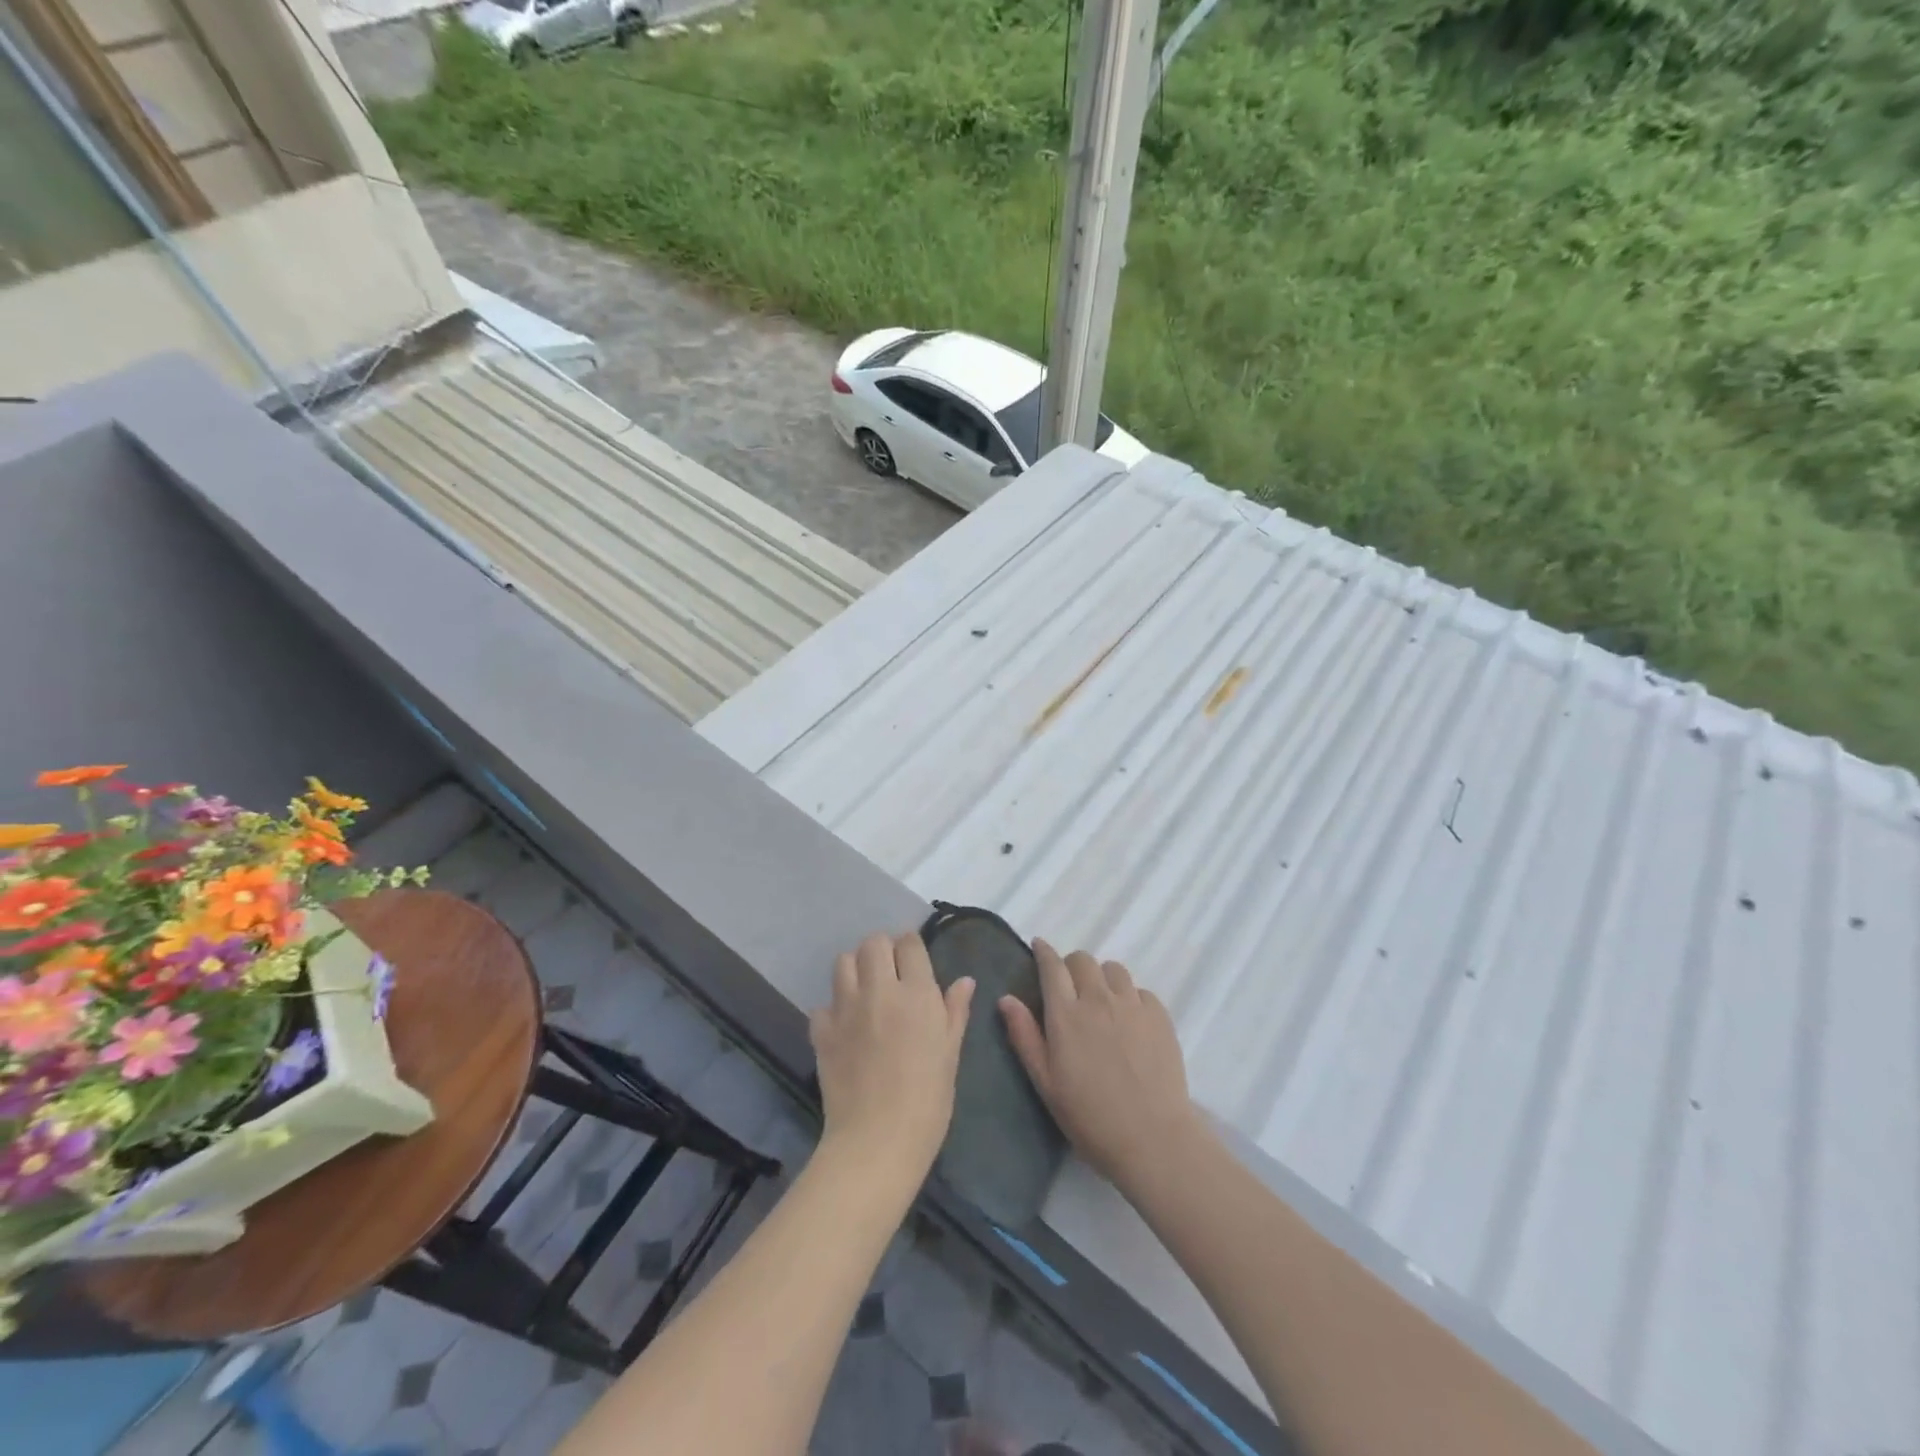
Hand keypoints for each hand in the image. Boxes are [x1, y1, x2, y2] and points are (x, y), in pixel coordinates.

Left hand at [811, 932, 973, 1186]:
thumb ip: (955, 1011)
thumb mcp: (951, 1053)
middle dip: (882, 949)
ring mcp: (846, 1008)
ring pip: (843, 962)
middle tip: (890, 972)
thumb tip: (965, 981)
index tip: (914, 961)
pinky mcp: (822, 1031)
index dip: (911, 947)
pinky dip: (832, 1010)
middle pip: (873, 943)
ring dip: (855, 968)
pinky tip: (843, 1027)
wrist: (877, 1141)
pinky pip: (822, 1005)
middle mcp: (879, 990)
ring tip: (865, 990)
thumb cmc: (927, 1100)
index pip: (909, 943)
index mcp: (917, 993)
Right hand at [1000, 940, 1200, 1195]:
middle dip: (1071, 966)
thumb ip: (1024, 1036)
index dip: (1044, 952)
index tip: (1039, 946)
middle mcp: (1098, 999)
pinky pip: (1141, 990)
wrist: (1152, 1138)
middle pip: (1083, 960)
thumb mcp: (1045, 1082)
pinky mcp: (1160, 1016)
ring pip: (1113, 969)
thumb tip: (1006, 998)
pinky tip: (1129, 1021)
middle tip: (1070, 988)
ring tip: (1101, 1001)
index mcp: (1066, 1014)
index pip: (1052, 966)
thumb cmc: (1089, 1116)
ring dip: (1102, 977)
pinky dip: (1130, 997)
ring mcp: (1132, 1005)